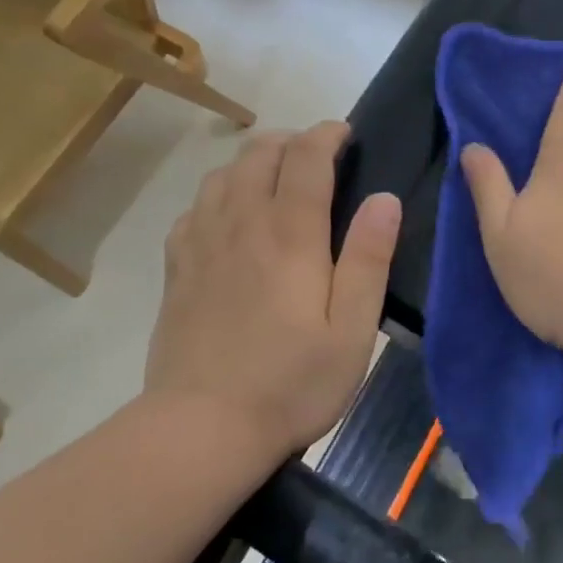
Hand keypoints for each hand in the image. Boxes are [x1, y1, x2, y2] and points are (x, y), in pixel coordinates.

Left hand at [146, 122, 401, 458]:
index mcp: (290, 234)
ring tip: (276, 177)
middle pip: (260, 153)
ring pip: (224, 173)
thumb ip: (368, 259)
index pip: (306, 157)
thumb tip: (385, 199)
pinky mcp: (177, 266)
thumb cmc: (290, 383)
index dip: (327, 134)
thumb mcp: (352, 330)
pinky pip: (194, 207)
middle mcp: (242, 223)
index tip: (346, 134)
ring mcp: (202, 242)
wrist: (201, 428)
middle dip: (292, 140)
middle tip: (317, 157)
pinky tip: (230, 216)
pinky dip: (219, 194)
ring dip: (254, 161)